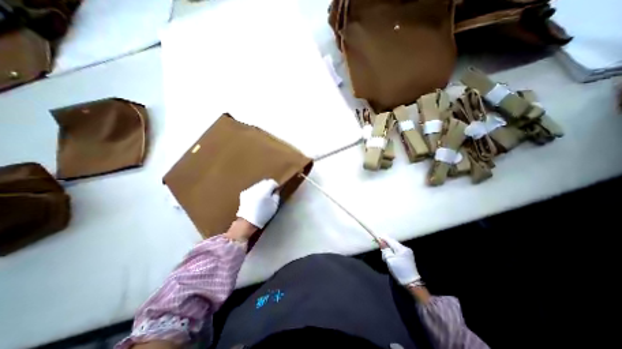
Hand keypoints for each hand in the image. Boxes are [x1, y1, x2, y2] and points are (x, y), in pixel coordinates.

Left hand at [236, 179, 279, 230]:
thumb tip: (275, 190)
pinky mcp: (244, 193)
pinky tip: (256, 200)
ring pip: (258, 185)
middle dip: (268, 187)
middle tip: (270, 195)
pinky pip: (252, 189)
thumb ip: (276, 195)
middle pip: (265, 182)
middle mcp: (256, 187)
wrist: (247, 222)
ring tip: (263, 198)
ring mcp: (249, 190)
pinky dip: (255, 192)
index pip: (272, 182)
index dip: (275, 186)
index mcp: (265, 189)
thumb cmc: (263, 215)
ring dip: (262, 189)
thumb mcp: (274, 205)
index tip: (276, 192)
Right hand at [380, 237, 422, 286]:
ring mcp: (408, 251)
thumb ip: (385, 249)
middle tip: (381, 249)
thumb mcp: (389, 260)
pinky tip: (392, 256)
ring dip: (390, 247)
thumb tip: (381, 241)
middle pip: (393, 242)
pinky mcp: (408, 256)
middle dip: (386, 244)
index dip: (383, 238)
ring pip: (395, 245)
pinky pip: (399, 249)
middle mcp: (405, 248)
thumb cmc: (399, 271)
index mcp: (401, 248)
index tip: (376, 238)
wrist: (411, 283)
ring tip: (386, 254)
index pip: (390, 240)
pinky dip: (394, 251)